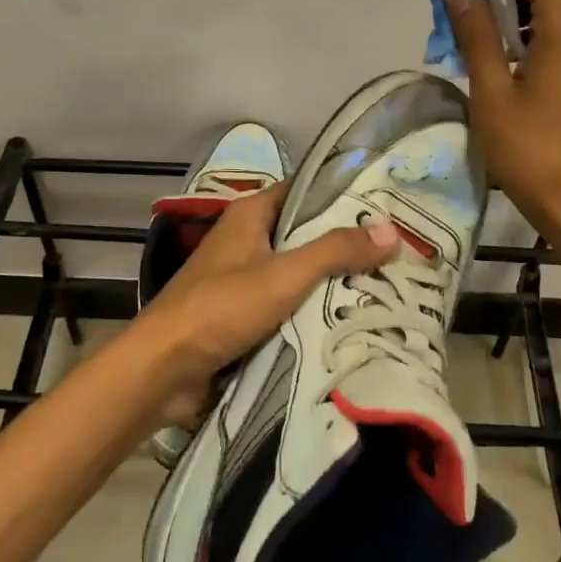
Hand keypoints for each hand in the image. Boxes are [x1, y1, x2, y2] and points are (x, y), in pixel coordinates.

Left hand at [134, 182, 399, 428]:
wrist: (162, 371)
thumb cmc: (220, 308)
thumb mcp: (283, 275)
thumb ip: (334, 251)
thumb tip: (391, 230)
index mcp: (250, 215)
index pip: (304, 190)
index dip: (341, 194)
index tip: (385, 204)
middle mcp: (247, 240)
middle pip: (305, 234)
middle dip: (345, 245)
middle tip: (398, 252)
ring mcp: (244, 280)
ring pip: (299, 274)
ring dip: (332, 283)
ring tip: (387, 287)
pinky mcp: (243, 317)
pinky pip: (288, 307)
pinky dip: (313, 313)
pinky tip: (351, 322)